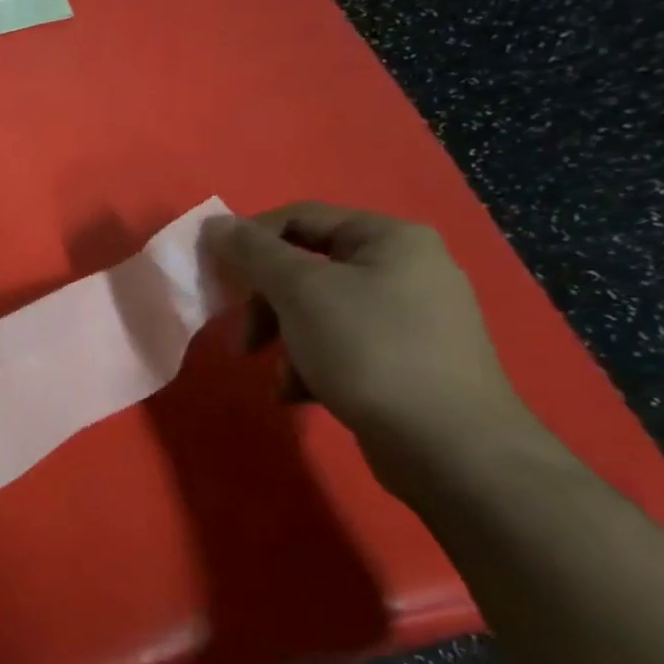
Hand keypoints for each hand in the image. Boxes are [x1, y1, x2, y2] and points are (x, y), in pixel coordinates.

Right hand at [203, 202, 541, 468]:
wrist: (449, 446)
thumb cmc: (370, 350)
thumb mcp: (300, 292)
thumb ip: (253, 253)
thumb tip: (214, 223)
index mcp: (389, 238)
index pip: (299, 217)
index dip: (250, 241)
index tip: (216, 276)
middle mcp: (405, 268)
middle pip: (306, 267)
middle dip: (267, 304)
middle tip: (247, 338)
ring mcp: (409, 317)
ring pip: (317, 311)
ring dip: (285, 340)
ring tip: (280, 377)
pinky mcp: (406, 360)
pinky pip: (340, 345)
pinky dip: (311, 365)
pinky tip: (301, 394)